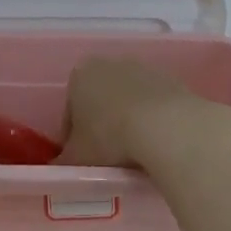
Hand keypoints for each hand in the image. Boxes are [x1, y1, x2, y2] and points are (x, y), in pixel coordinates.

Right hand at [55, 56, 222, 167]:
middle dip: (101, 125)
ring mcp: (144, 68)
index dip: (72, 138)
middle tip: (107, 156)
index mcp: (80, 75)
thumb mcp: (77, 158)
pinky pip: (154, 105)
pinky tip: (155, 144)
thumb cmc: (110, 137)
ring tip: (133, 154)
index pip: (70, 110)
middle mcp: (110, 63)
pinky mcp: (172, 80)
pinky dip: (152, 121)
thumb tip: (58, 167)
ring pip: (128, 101)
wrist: (168, 126)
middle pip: (100, 100)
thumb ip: (63, 162)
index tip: (81, 159)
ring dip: (128, 122)